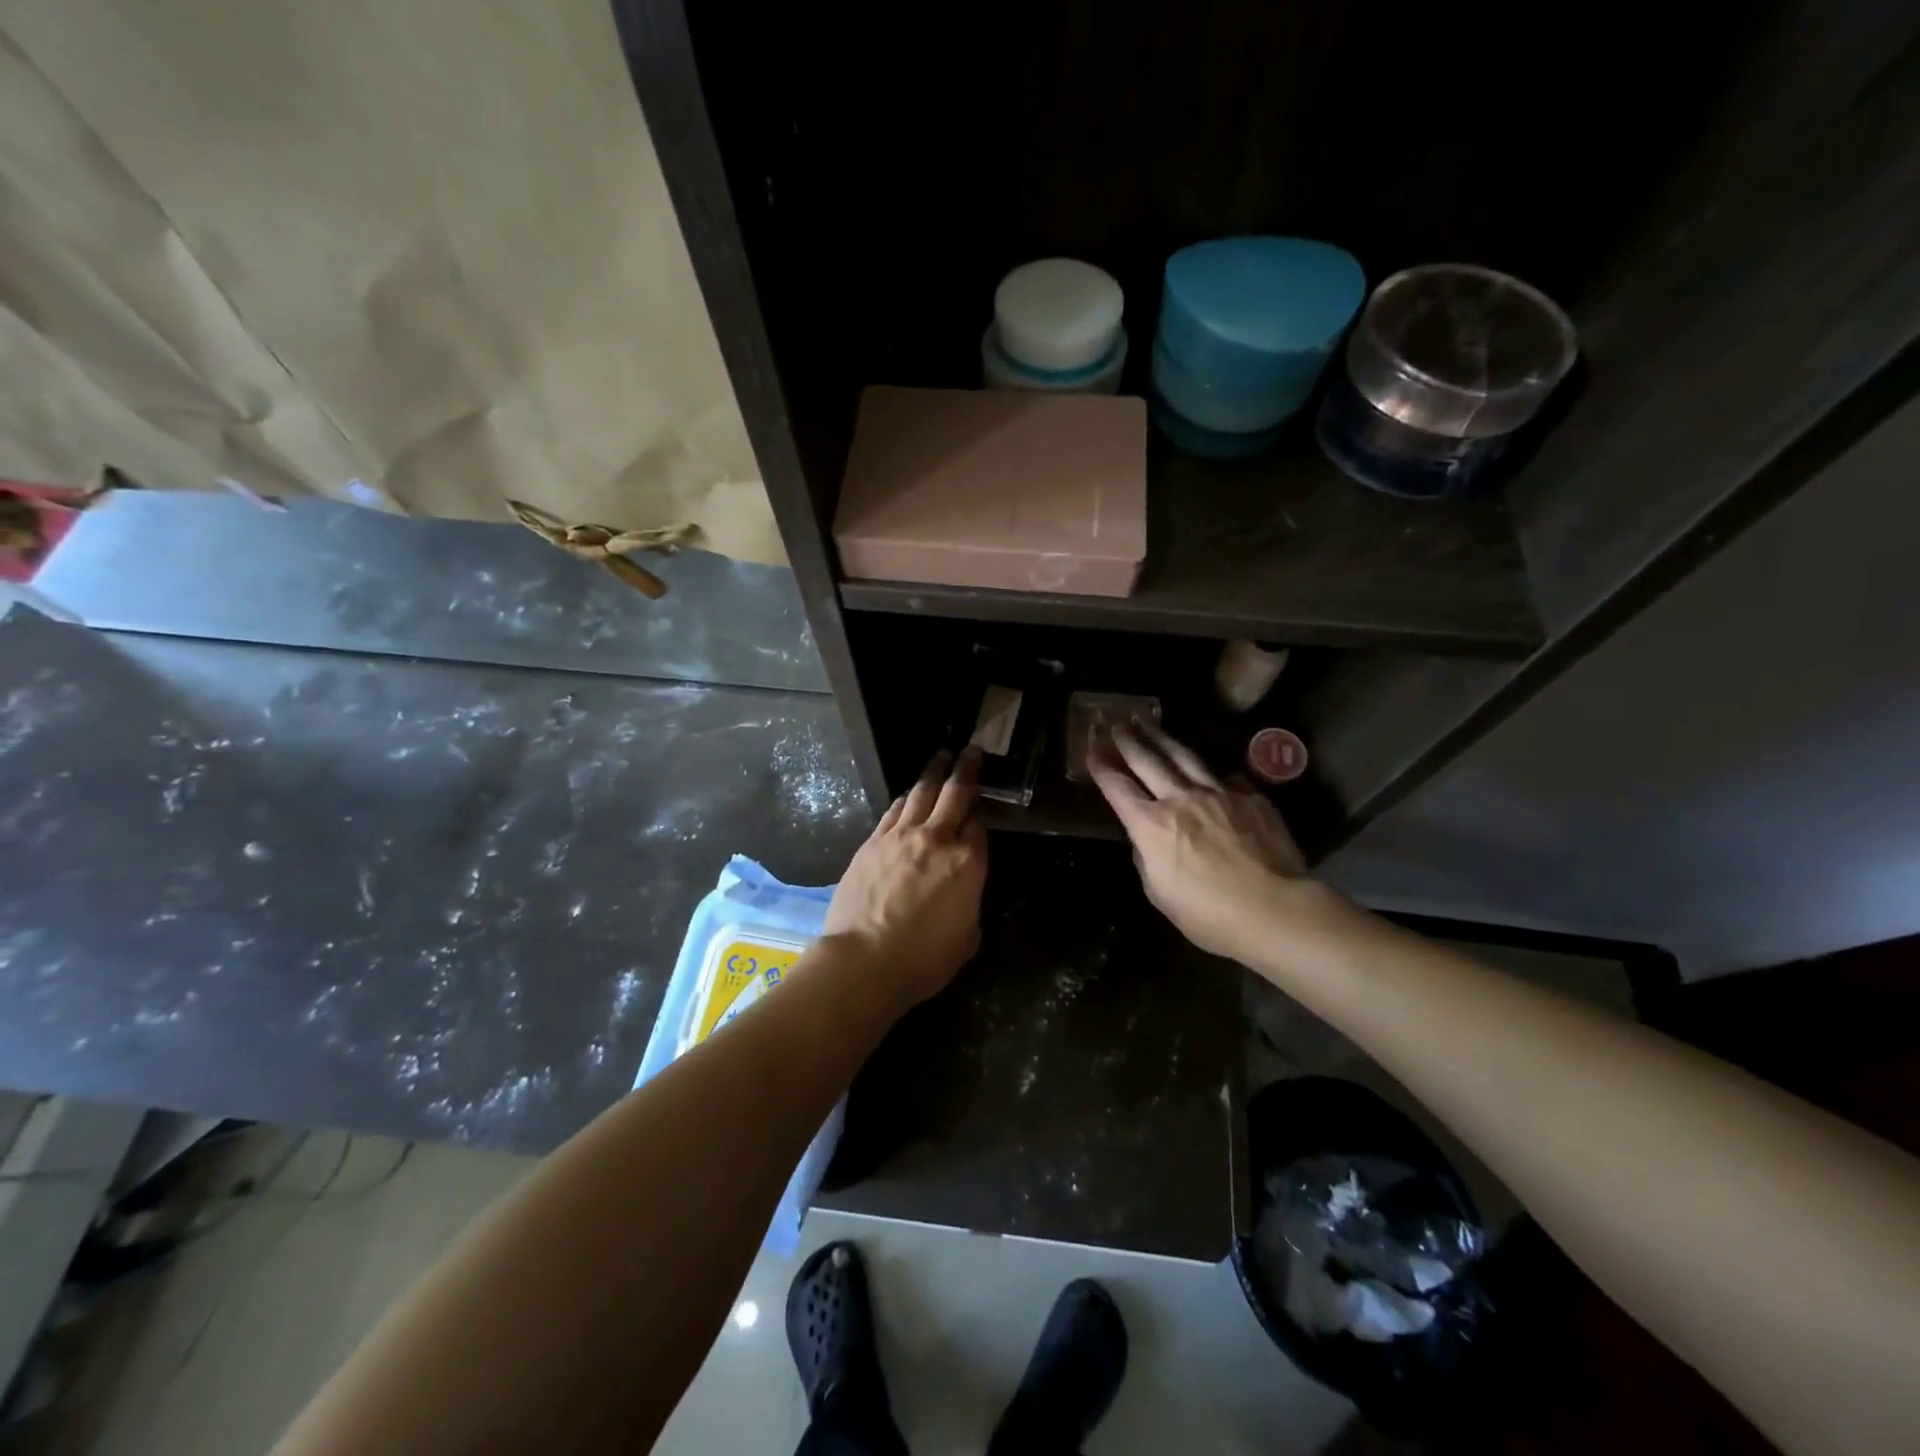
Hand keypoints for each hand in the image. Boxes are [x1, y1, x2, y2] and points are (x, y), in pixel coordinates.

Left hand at [825, 748, 988, 1005]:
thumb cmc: (923, 960)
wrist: (864, 960)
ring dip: (933, 772)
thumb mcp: (967, 937)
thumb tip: (961, 893)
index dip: (981, 814)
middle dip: (966, 768)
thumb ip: (969, 904)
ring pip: (921, 793)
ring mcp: (901, 836)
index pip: (979, 825)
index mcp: (968, 863)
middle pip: (955, 793)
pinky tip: (907, 795)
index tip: (981, 808)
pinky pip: (893, 810)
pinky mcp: (872, 842)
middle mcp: (937, 839)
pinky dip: (905, 798)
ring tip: (941, 758)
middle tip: (971, 750)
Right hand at [1088, 721, 1307, 964]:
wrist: (1275, 909)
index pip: (1118, 788)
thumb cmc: (1209, 915)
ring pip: (1185, 757)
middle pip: (1148, 761)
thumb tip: (1149, 841)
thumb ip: (1148, 859)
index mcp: (1151, 825)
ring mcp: (1219, 793)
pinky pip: (1227, 778)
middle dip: (1128, 741)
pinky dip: (1213, 774)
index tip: (1091, 752)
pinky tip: (1212, 772)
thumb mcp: (1160, 893)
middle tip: (1116, 724)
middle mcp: (1181, 799)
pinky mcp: (1251, 797)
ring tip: (1150, 723)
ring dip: (1163, 739)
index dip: (1102, 769)